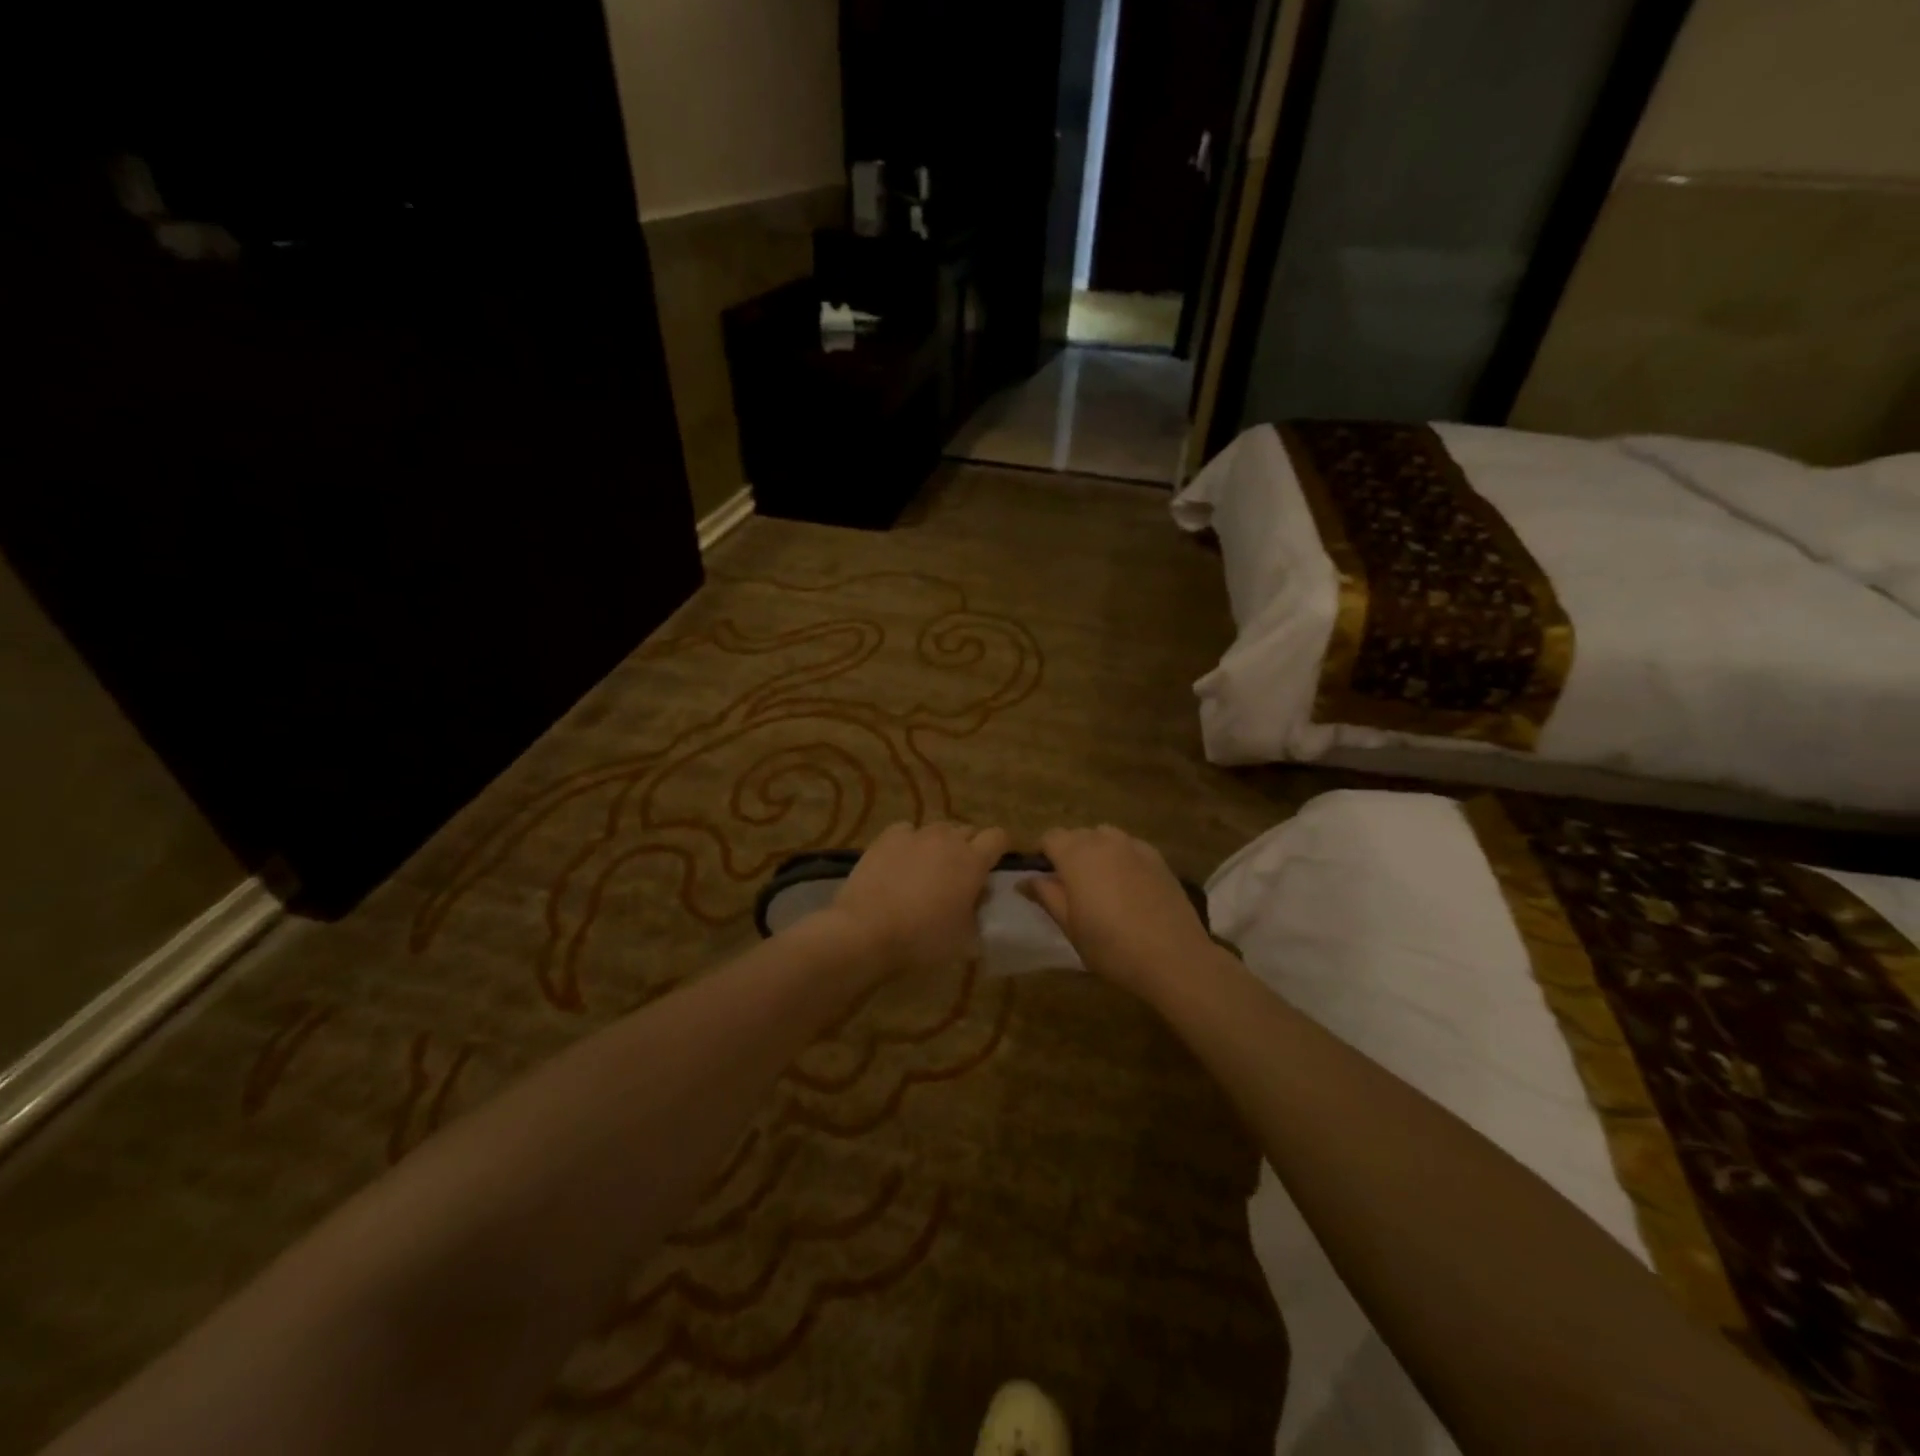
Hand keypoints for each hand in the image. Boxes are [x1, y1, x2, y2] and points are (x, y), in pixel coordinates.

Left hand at [819, 821, 1008, 979]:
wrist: (867, 931)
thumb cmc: (922, 940)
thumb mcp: (965, 938)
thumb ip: (978, 912)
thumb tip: (979, 899)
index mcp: (973, 861)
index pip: (999, 837)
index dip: (1000, 848)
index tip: (994, 865)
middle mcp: (947, 839)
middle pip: (968, 830)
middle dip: (969, 847)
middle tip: (960, 874)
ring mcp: (915, 835)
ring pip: (938, 830)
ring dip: (940, 844)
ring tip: (928, 868)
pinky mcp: (887, 837)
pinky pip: (907, 831)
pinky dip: (909, 842)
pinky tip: (900, 861)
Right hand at [1022, 826, 1217, 1000]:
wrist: (1173, 957)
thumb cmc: (1111, 945)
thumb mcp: (1069, 925)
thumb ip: (1046, 895)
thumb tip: (1025, 880)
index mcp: (1076, 854)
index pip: (1050, 837)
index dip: (1042, 854)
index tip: (1042, 879)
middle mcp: (1104, 840)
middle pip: (1077, 834)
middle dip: (1068, 852)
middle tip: (1069, 886)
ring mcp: (1135, 846)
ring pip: (1105, 837)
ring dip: (1096, 852)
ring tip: (1100, 883)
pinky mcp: (1158, 858)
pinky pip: (1130, 847)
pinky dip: (1121, 858)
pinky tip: (1128, 886)